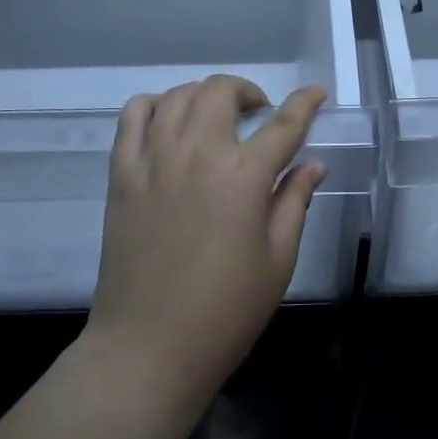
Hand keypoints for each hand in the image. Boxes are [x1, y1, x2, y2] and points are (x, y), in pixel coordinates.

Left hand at [88, 76, 328, 406]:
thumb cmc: (225, 311)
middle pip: (221, 91)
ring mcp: (154, 159)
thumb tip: (312, 165)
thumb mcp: (278, 260)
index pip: (284, 123)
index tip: (316, 93)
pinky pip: (133, 117)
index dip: (305, 103)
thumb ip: (294, 202)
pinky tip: (167, 122)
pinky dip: (154, 105)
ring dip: (204, 95)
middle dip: (247, 91)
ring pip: (178, 96)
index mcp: (244, 175)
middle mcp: (198, 152)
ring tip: (216, 117)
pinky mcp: (121, 174)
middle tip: (258, 113)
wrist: (148, 347)